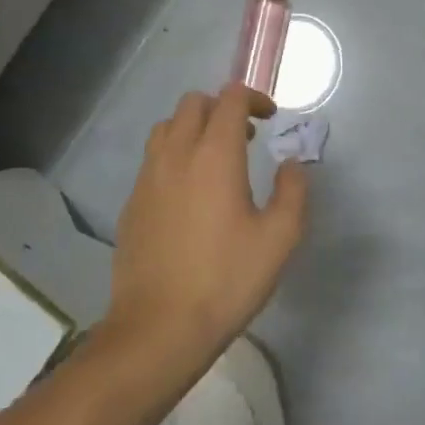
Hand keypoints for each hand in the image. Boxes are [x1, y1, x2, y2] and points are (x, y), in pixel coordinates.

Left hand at [104, 86, 309, 379]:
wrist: (159, 326)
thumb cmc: (226, 280)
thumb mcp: (279, 239)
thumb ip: (292, 191)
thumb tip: (291, 164)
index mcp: (214, 155)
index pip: (229, 98)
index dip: (253, 97)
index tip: (270, 118)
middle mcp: (176, 154)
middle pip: (193, 103)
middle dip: (222, 108)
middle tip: (246, 137)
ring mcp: (147, 177)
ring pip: (167, 126)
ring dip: (193, 128)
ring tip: (215, 159)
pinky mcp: (132, 202)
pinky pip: (152, 159)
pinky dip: (174, 156)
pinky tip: (188, 193)